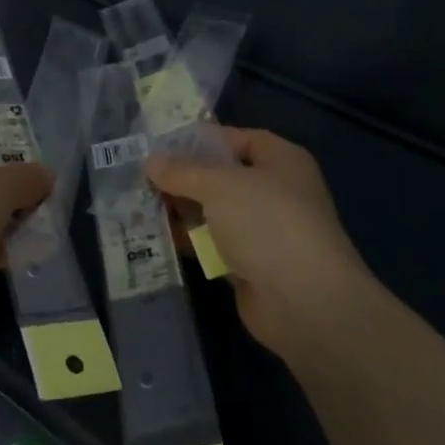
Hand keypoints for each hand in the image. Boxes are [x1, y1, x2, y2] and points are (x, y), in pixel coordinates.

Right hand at [147, 127, 370, 360]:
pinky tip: (156, 238)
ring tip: (138, 204)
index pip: (235, 139)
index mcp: (280, 160)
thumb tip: (150, 160)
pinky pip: (214, 245)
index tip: (160, 146)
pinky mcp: (251, 266)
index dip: (199, 140)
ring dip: (181, 210)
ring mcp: (264, 231)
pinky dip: (190, 241)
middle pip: (221, 176)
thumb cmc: (267, 224)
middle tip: (140, 177)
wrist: (306, 304)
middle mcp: (275, 191)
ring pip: (214, 212)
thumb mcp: (219, 185)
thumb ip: (183, 171)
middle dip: (183, 178)